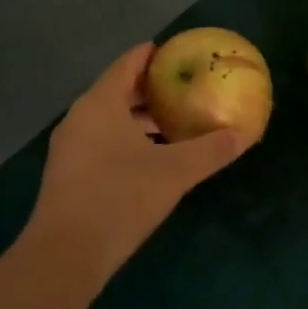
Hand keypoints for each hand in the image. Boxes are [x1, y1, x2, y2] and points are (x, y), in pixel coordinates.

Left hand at [25, 44, 246, 289]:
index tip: (180, 53)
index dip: (154, 54)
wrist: (65, 255)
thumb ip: (210, 150)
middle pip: (118, 89)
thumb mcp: (174, 172)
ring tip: (173, 122)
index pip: (128, 62)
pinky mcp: (67, 173)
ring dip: (138, 118)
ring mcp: (69, 146)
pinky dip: (125, 139)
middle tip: (185, 88)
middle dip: (151, 88)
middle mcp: (80, 116)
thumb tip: (243, 135)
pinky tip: (150, 158)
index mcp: (101, 102)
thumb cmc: (120, 198)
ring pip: (108, 118)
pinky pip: (100, 141)